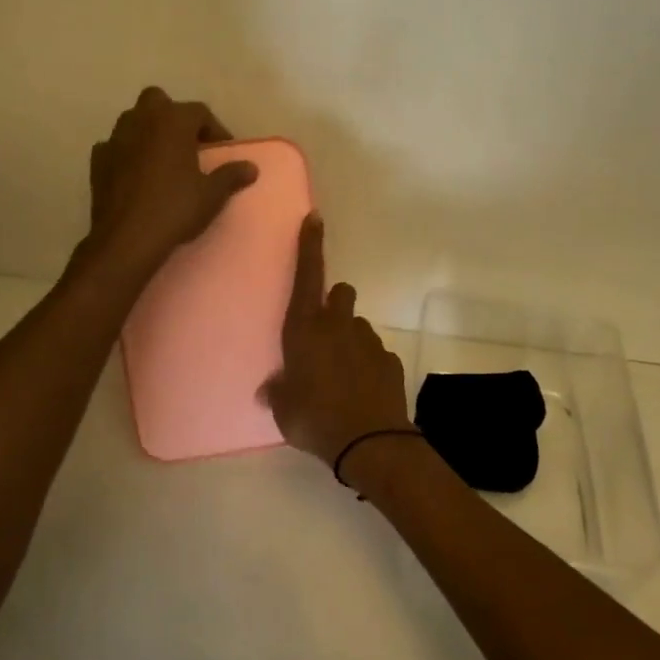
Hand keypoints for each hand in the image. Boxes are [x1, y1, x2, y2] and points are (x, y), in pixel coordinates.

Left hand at [85, 87, 258, 278]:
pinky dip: (127, 152)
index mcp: (173, 121)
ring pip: (134, 120)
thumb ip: (231, 175)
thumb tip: (251, 167)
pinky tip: (136, 174)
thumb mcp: (212, 195)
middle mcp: (142, 119)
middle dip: (173, 116)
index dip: (214, 129)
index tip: (221, 150)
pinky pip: (116, 145)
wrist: (127, 238)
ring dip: (149, 132)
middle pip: (159, 101)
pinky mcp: (97, 159)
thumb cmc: (175, 209)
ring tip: (163, 159)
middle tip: (187, 144)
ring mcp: (115, 138)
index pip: (199, 112)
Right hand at [260, 215, 413, 467]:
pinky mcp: (390, 360)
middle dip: (334, 304)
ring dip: (350, 340)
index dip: (310, 245)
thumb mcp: (283, 408)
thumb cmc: (314, 418)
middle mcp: (338, 326)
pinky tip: (363, 391)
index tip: (314, 218)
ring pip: (358, 326)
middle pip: (341, 293)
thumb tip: (270, 390)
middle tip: (325, 333)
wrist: (369, 442)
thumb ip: (278, 392)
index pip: (307, 275)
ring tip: (343, 375)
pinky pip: (376, 354)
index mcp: (305, 329)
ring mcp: (368, 341)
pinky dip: (369, 365)